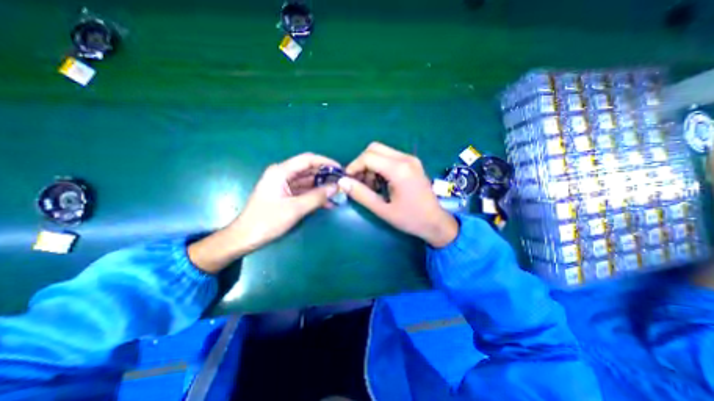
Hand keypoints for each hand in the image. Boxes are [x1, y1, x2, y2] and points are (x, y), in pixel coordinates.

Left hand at [187, 152, 337, 272]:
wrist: (245, 237)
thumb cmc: (267, 221)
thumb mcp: (295, 208)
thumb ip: (317, 196)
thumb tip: (336, 187)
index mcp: (280, 172)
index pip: (307, 160)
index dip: (325, 162)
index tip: (340, 169)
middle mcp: (282, 174)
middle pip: (308, 170)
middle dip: (326, 176)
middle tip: (342, 182)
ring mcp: (284, 185)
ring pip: (308, 182)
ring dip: (322, 187)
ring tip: (338, 193)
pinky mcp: (286, 195)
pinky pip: (304, 192)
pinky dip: (315, 196)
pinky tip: (328, 203)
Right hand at [338, 142, 456, 247]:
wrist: (436, 222)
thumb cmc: (410, 219)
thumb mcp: (382, 210)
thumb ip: (361, 195)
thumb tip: (342, 182)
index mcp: (399, 170)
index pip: (368, 157)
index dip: (354, 166)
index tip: (348, 180)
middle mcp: (406, 158)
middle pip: (374, 148)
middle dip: (361, 163)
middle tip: (359, 182)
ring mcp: (411, 159)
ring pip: (381, 151)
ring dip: (370, 165)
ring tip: (370, 185)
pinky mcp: (412, 163)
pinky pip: (390, 157)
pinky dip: (380, 166)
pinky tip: (381, 182)